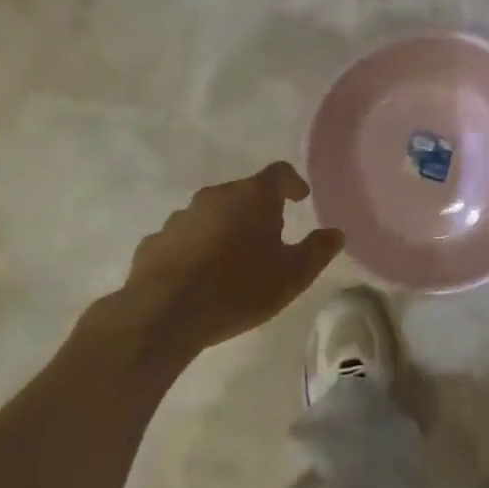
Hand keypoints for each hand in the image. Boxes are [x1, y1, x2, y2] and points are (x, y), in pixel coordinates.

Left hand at [83, 162, 342, 379]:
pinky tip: (197, 276)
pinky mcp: (153, 243)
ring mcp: (180, 218)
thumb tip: (335, 233)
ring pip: (210, 215)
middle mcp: (215, 196)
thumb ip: (318, 250)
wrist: (164, 314)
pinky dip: (194, 249)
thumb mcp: (293, 275)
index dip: (292, 183)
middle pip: (243, 193)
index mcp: (253, 196)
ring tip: (231, 260)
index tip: (300, 198)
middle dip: (257, 210)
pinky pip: (182, 239)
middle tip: (270, 236)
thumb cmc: (239, 287)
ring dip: (223, 229)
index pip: (279, 173)